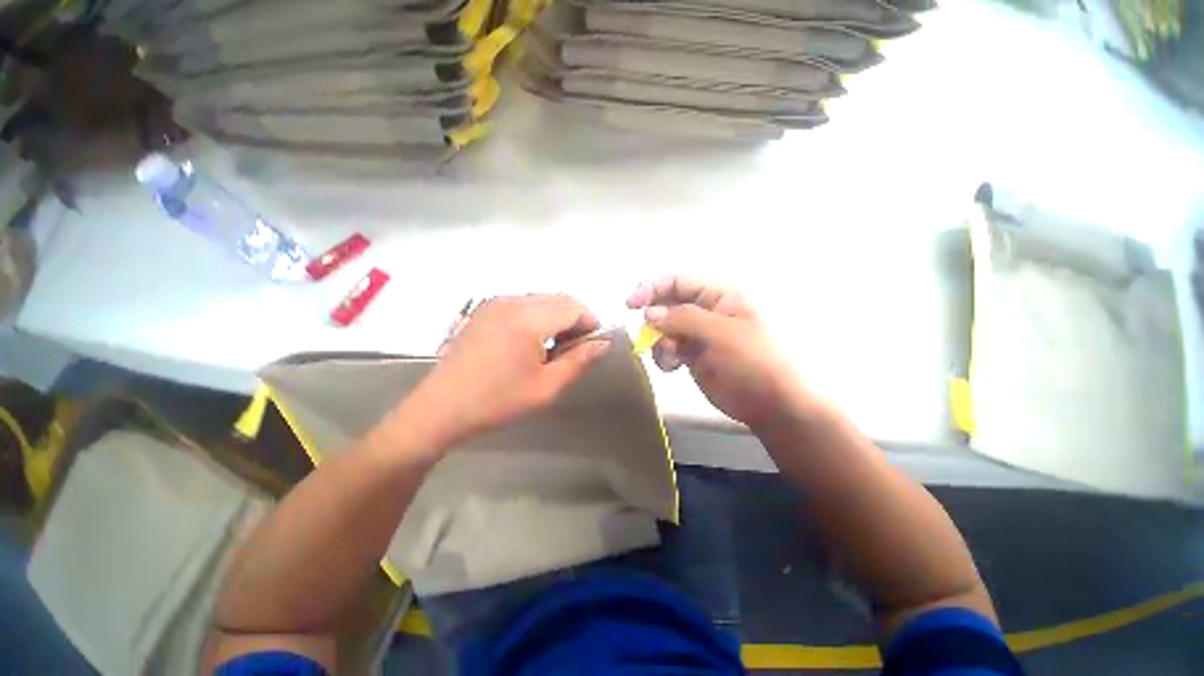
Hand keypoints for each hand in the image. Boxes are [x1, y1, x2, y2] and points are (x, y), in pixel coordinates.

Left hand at [399, 295, 608, 448]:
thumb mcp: (546, 387)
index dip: (591, 324)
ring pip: (542, 300)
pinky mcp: (485, 309)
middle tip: (573, 350)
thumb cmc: (497, 401)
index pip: (575, 306)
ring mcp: (495, 302)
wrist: (440, 408)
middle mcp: (512, 301)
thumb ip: (579, 361)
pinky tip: (530, 342)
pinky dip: (538, 317)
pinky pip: (524, 304)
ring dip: (556, 318)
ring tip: (551, 349)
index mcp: (528, 318)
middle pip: (559, 299)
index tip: (591, 348)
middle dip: (575, 320)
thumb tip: (603, 344)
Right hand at [627, 276, 812, 429]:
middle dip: (654, 319)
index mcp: (718, 296)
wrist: (769, 403)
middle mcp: (704, 311)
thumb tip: (649, 313)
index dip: (652, 288)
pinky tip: (672, 367)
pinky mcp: (690, 354)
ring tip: (671, 358)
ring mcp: (696, 334)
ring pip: (662, 328)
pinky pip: (666, 348)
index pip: (678, 282)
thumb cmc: (753, 361)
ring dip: (658, 341)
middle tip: (648, 336)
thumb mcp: (721, 333)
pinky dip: (662, 356)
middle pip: (666, 304)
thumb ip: (684, 319)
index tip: (631, 304)